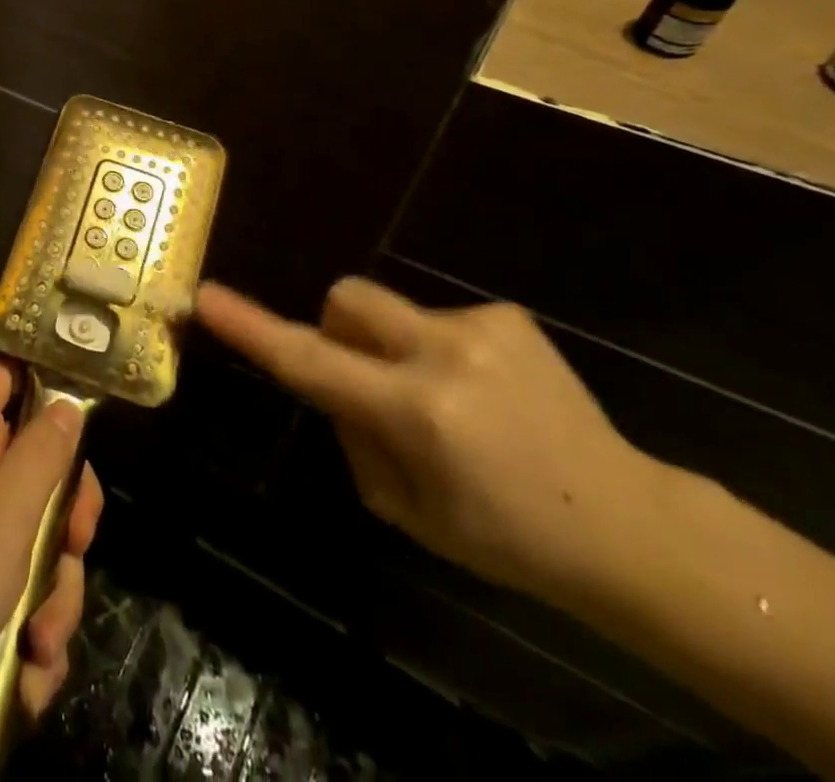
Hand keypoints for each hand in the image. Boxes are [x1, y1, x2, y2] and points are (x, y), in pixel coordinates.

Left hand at [0, 359, 103, 728]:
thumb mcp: (4, 513)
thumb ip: (43, 454)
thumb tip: (69, 402)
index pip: (0, 375)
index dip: (39, 376)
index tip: (83, 410)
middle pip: (37, 468)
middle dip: (67, 518)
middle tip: (76, 546)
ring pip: (36, 543)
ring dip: (54, 596)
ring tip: (40, 642)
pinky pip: (18, 596)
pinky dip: (31, 634)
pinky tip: (28, 675)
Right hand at [198, 277, 660, 604]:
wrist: (628, 525)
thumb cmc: (504, 537)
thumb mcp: (404, 509)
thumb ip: (352, 434)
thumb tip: (334, 381)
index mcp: (417, 413)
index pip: (311, 362)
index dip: (252, 329)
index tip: (207, 297)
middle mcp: (444, 355)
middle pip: (345, 300)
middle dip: (335, 328)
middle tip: (364, 381)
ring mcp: (481, 327)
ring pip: (388, 309)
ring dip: (391, 346)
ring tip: (446, 401)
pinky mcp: (507, 316)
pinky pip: (436, 318)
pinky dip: (437, 350)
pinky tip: (484, 394)